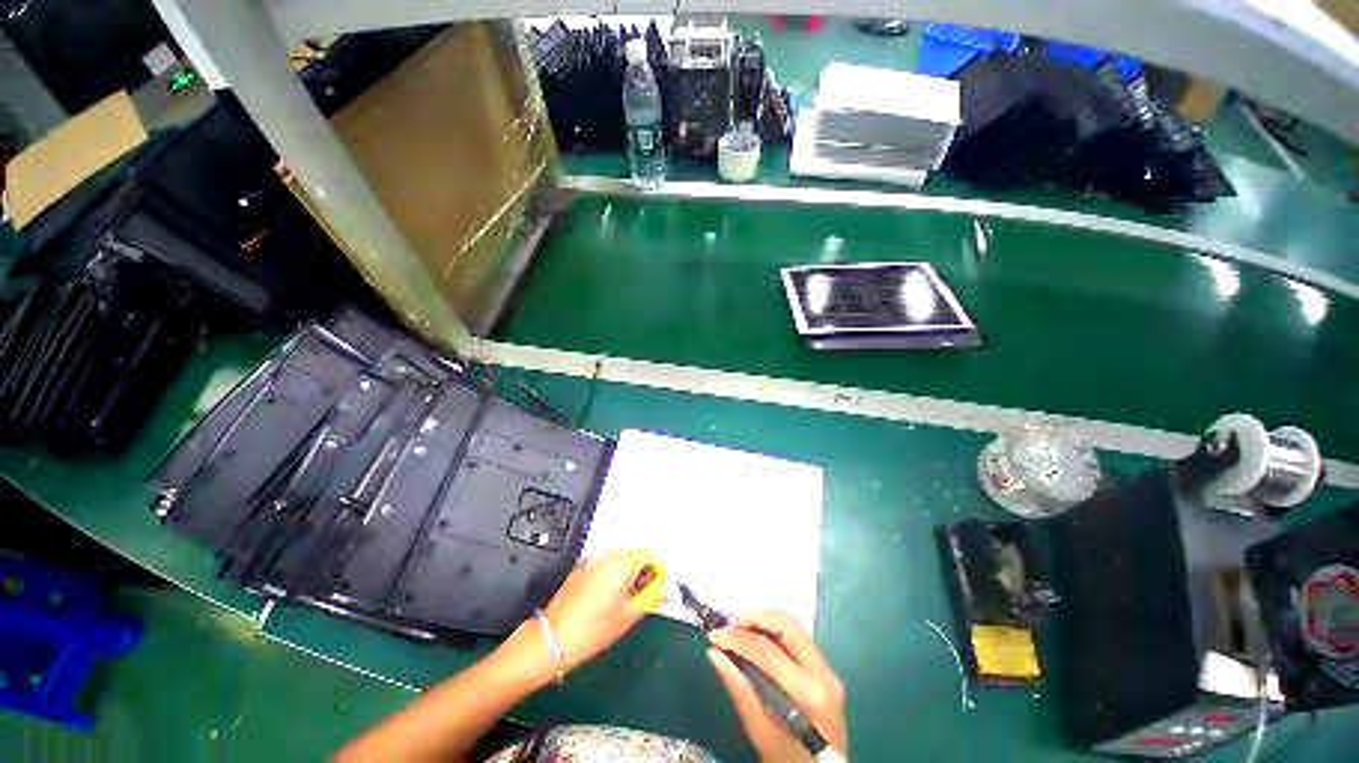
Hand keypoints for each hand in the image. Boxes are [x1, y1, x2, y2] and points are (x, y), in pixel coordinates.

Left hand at [541, 549, 654, 671]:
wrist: (551, 640)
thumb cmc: (593, 630)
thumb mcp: (628, 616)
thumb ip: (650, 595)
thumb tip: (661, 585)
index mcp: (622, 562)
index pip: (651, 554)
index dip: (659, 569)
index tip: (659, 587)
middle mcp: (608, 554)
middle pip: (636, 553)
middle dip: (644, 570)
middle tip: (645, 594)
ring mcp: (593, 559)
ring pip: (621, 558)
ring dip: (629, 571)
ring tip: (628, 597)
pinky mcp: (582, 567)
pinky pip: (607, 563)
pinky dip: (614, 573)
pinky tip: (610, 595)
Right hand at [708, 611, 846, 762]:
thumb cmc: (789, 761)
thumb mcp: (761, 733)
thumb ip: (739, 691)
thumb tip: (714, 654)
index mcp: (809, 693)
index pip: (768, 651)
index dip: (738, 639)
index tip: (714, 636)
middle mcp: (824, 674)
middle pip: (788, 627)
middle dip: (755, 619)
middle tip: (729, 625)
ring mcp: (829, 671)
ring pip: (795, 628)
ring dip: (766, 621)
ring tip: (740, 628)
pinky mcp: (827, 672)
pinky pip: (799, 640)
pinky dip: (776, 632)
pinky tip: (758, 638)